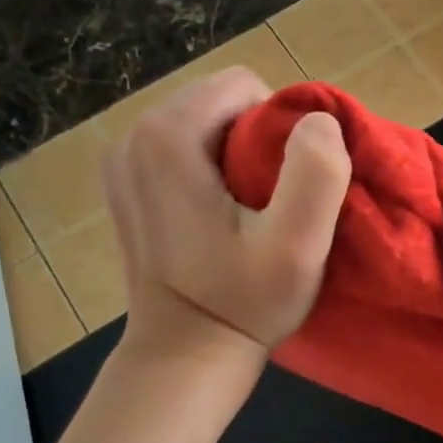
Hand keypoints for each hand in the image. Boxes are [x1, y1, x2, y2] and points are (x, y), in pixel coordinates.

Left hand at [104, 67, 350, 361]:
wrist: (184, 355)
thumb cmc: (242, 302)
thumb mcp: (297, 245)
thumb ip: (316, 172)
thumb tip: (320, 121)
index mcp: (168, 135)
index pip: (246, 87)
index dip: (284, 128)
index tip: (292, 185)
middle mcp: (133, 135)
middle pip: (222, 103)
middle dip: (260, 141)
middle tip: (276, 202)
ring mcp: (122, 161)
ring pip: (204, 126)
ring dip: (238, 157)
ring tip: (253, 211)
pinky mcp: (125, 186)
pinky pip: (182, 151)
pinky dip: (211, 172)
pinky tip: (222, 218)